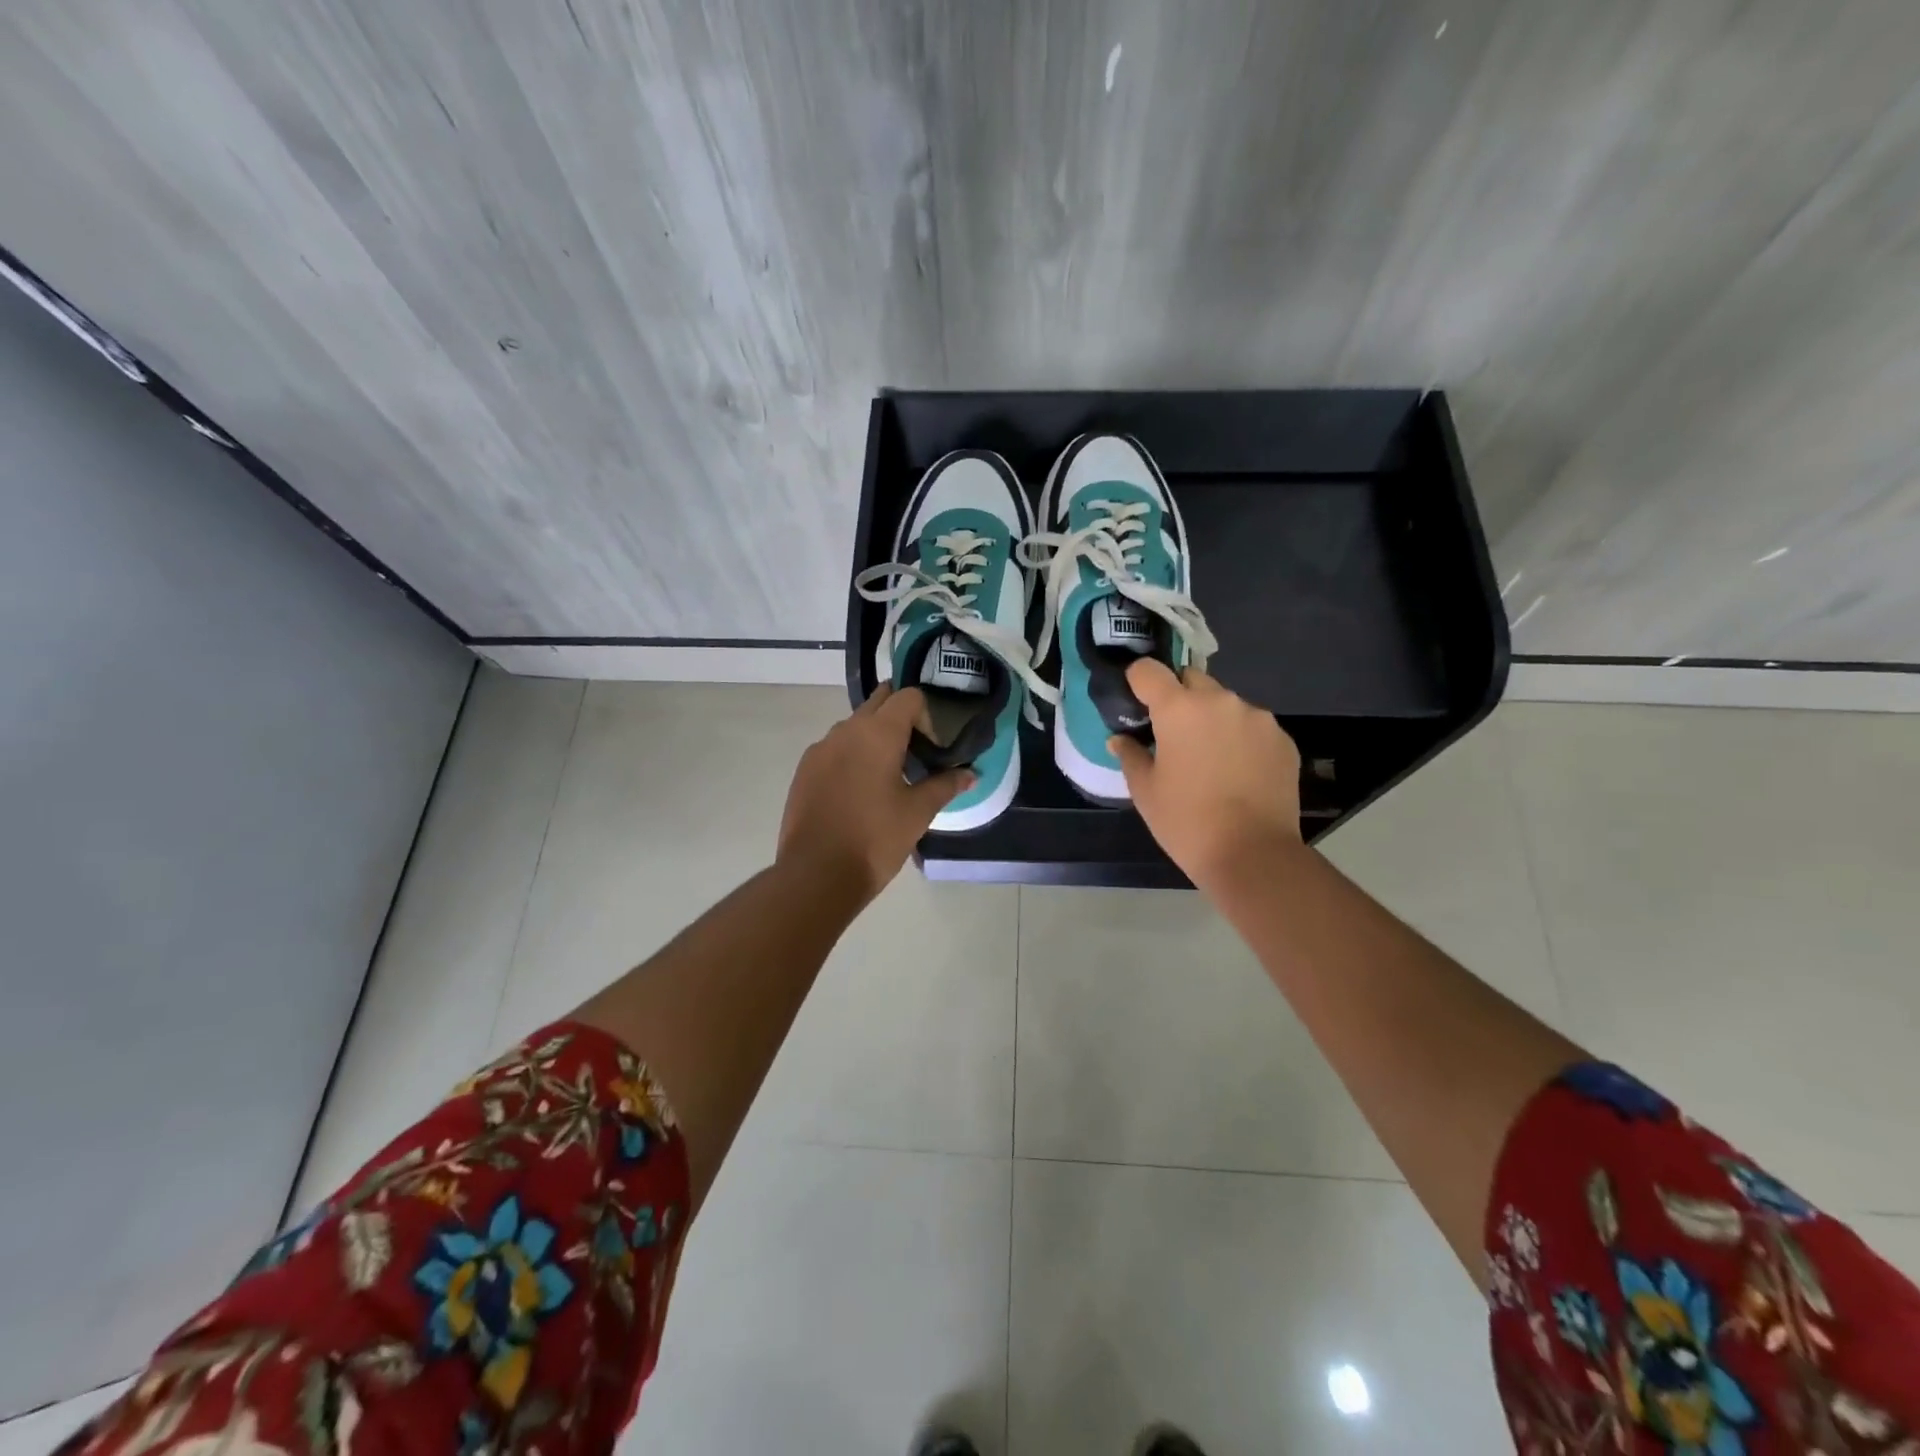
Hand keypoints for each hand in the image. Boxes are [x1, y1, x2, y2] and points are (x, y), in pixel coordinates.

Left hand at [777, 686, 972, 904]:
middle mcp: (845, 730)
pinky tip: (860, 791)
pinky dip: (852, 756)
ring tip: (889, 774)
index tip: (933, 748)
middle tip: (916, 750)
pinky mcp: (804, 770)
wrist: (816, 874)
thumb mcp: (918, 812)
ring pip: (854, 726)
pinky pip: (834, 748)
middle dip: (900, 718)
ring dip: (875, 737)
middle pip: (879, 703)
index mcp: (877, 733)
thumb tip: (969, 774)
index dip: (927, 715)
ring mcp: (820, 749)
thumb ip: (945, 786)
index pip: (908, 697)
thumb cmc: (875, 838)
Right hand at [1109, 660, 1302, 887]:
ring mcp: (1258, 719)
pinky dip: (1241, 739)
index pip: (1149, 670)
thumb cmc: (1186, 821)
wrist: (1253, 854)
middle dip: (1179, 697)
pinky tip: (1238, 773)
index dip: (1138, 681)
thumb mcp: (1145, 791)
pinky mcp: (1283, 740)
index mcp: (1180, 709)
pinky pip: (1253, 727)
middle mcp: (1221, 701)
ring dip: (1213, 719)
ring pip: (1226, 704)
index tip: (1136, 702)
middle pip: (1192, 680)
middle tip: (1172, 734)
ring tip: (1210, 758)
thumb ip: (1131, 756)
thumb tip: (1120, 740)